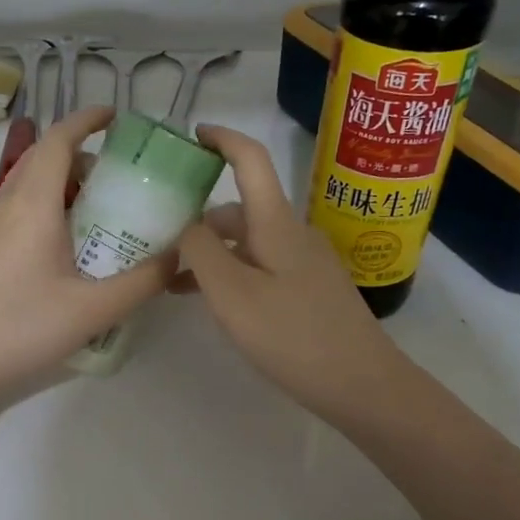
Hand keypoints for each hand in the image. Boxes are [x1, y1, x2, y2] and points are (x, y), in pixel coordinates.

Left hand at [0, 106, 170, 394]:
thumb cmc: (19, 329)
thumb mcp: (93, 309)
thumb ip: (143, 281)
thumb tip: (180, 256)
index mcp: (33, 204)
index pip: (58, 139)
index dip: (87, 120)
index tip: (116, 118)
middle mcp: (4, 205)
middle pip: (43, 161)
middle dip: (81, 159)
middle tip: (118, 182)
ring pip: (26, 189)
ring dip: (61, 189)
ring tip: (96, 217)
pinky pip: (14, 214)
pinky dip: (43, 213)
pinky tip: (60, 253)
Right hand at [175, 125, 410, 419]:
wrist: (361, 384)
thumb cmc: (292, 335)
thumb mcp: (232, 294)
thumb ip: (200, 252)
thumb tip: (184, 221)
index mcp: (276, 223)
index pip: (251, 159)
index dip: (222, 139)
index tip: (190, 135)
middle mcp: (292, 233)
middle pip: (240, 208)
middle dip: (199, 217)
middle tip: (158, 236)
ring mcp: (304, 262)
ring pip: (248, 242)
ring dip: (211, 252)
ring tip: (171, 278)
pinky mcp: (308, 289)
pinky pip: (261, 267)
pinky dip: (231, 273)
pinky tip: (210, 301)